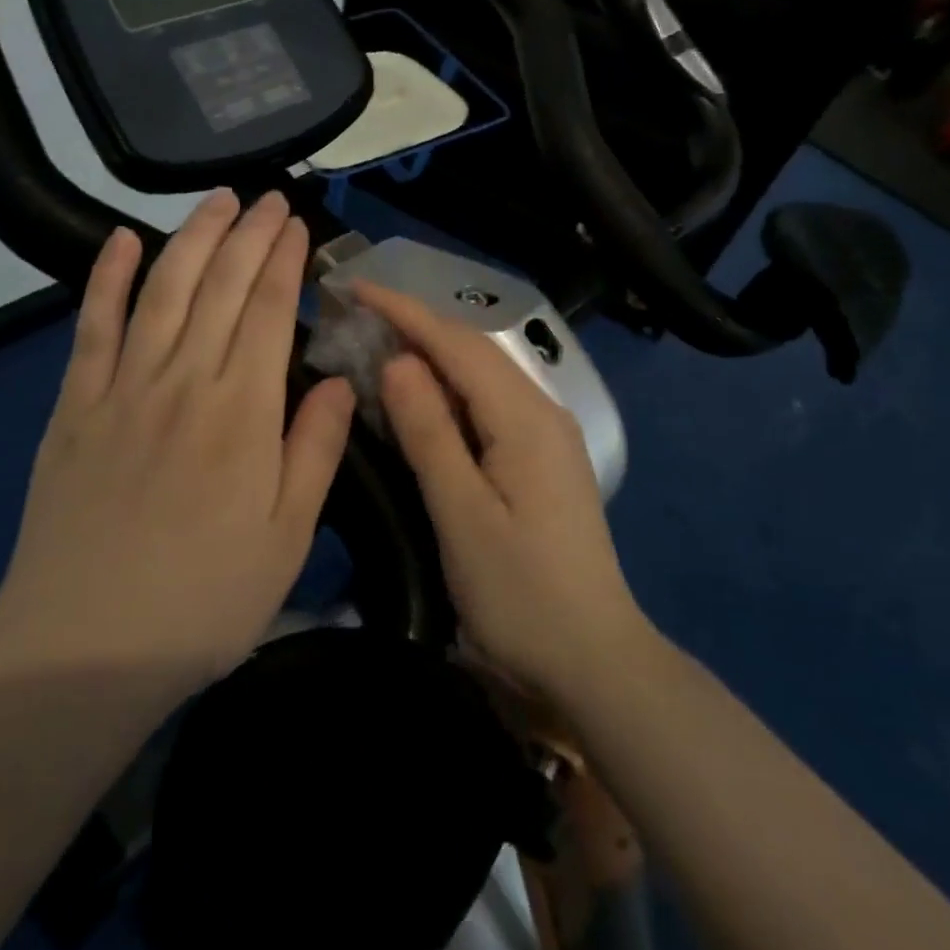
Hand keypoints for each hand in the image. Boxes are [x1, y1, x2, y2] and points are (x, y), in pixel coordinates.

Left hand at [0, 190, 355, 693]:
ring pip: (164, 290)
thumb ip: (316, 450)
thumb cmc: (203, 600)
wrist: (82, 650)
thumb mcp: (288, 538)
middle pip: (222, 286)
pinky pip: (92, 326)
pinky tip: (120, 240)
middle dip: (249, 234)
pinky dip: (105, 278)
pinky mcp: (75, 406)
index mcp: (243, 414)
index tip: (297, 224)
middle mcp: (185, 382)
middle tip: (269, 197)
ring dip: (192, 238)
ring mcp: (123, 388)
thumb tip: (341, 382)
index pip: (270, 311)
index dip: (285, 261)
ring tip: (216, 201)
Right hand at [355, 283, 650, 705]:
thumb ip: (430, 433)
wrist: (593, 661)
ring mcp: (547, 436)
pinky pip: (489, 404)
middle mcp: (541, 412)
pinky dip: (450, 390)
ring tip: (379, 345)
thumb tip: (398, 361)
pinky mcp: (542, 460)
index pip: (457, 344)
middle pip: (473, 351)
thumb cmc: (520, 595)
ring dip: (432, 355)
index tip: (355, 287)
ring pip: (482, 376)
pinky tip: (423, 399)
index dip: (404, 311)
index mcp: (524, 417)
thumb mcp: (462, 515)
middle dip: (416, 326)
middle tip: (357, 317)